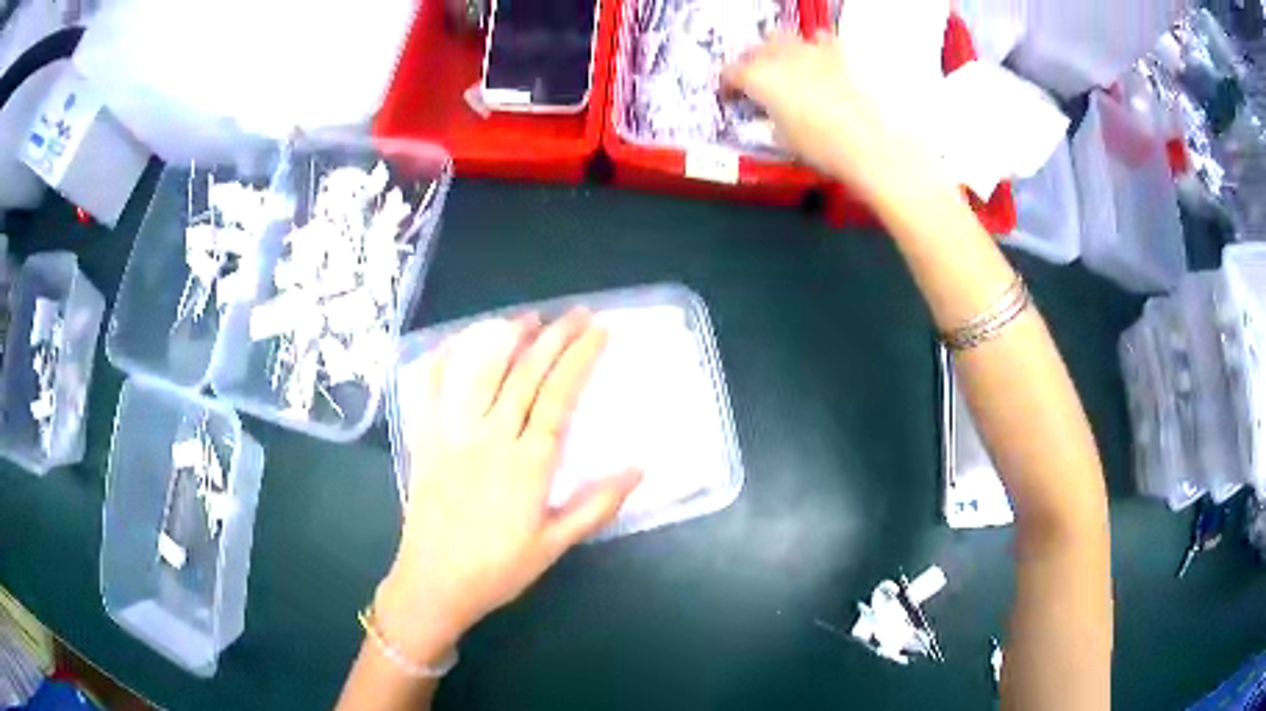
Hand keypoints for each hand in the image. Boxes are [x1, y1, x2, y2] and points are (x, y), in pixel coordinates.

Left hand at [374, 309, 642, 661]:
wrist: (434, 583)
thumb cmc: (498, 569)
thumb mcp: (555, 545)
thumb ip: (596, 506)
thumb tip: (639, 469)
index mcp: (527, 463)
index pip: (560, 396)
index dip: (581, 358)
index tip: (599, 332)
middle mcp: (490, 437)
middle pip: (526, 373)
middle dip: (556, 337)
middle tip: (578, 313)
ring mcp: (452, 433)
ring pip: (480, 370)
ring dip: (505, 338)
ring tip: (528, 319)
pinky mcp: (424, 439)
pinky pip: (430, 388)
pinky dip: (443, 359)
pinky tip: (457, 342)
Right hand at [722, 33, 947, 203]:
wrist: (871, 144)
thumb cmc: (824, 148)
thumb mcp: (784, 138)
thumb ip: (770, 117)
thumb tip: (772, 113)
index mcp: (759, 78)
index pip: (731, 73)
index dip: (727, 84)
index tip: (730, 94)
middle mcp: (780, 56)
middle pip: (755, 49)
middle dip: (751, 62)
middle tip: (756, 80)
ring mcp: (811, 50)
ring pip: (783, 38)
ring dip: (780, 50)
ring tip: (787, 67)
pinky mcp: (839, 54)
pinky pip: (820, 40)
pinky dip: (816, 48)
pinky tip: (821, 62)